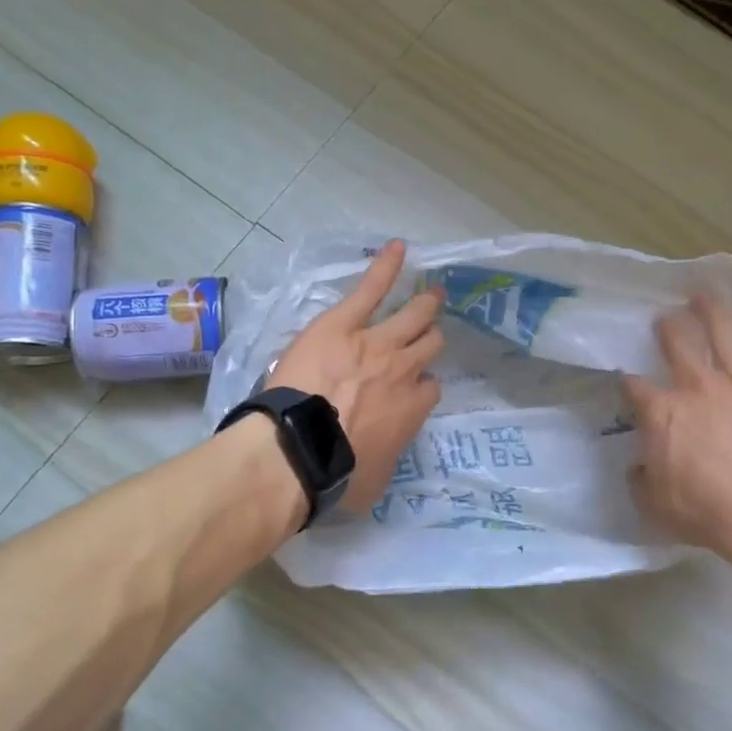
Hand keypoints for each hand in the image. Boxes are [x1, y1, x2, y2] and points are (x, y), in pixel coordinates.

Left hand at [267, 240, 443, 510]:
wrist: (298, 448)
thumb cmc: (336, 474)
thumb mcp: (374, 483)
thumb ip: (387, 459)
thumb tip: (380, 455)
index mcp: (412, 409)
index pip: (429, 389)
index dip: (421, 387)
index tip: (412, 391)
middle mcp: (404, 370)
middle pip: (429, 345)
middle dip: (431, 339)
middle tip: (431, 332)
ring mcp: (377, 342)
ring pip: (414, 316)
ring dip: (425, 305)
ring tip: (433, 292)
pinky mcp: (345, 322)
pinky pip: (372, 288)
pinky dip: (387, 266)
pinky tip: (398, 247)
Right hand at [623, 295, 731, 574]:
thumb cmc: (704, 510)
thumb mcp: (653, 504)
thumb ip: (641, 478)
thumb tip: (638, 466)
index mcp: (662, 412)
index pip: (634, 386)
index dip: (627, 381)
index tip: (625, 380)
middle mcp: (696, 386)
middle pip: (678, 344)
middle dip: (668, 328)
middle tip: (665, 318)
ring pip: (723, 334)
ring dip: (712, 312)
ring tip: (704, 296)